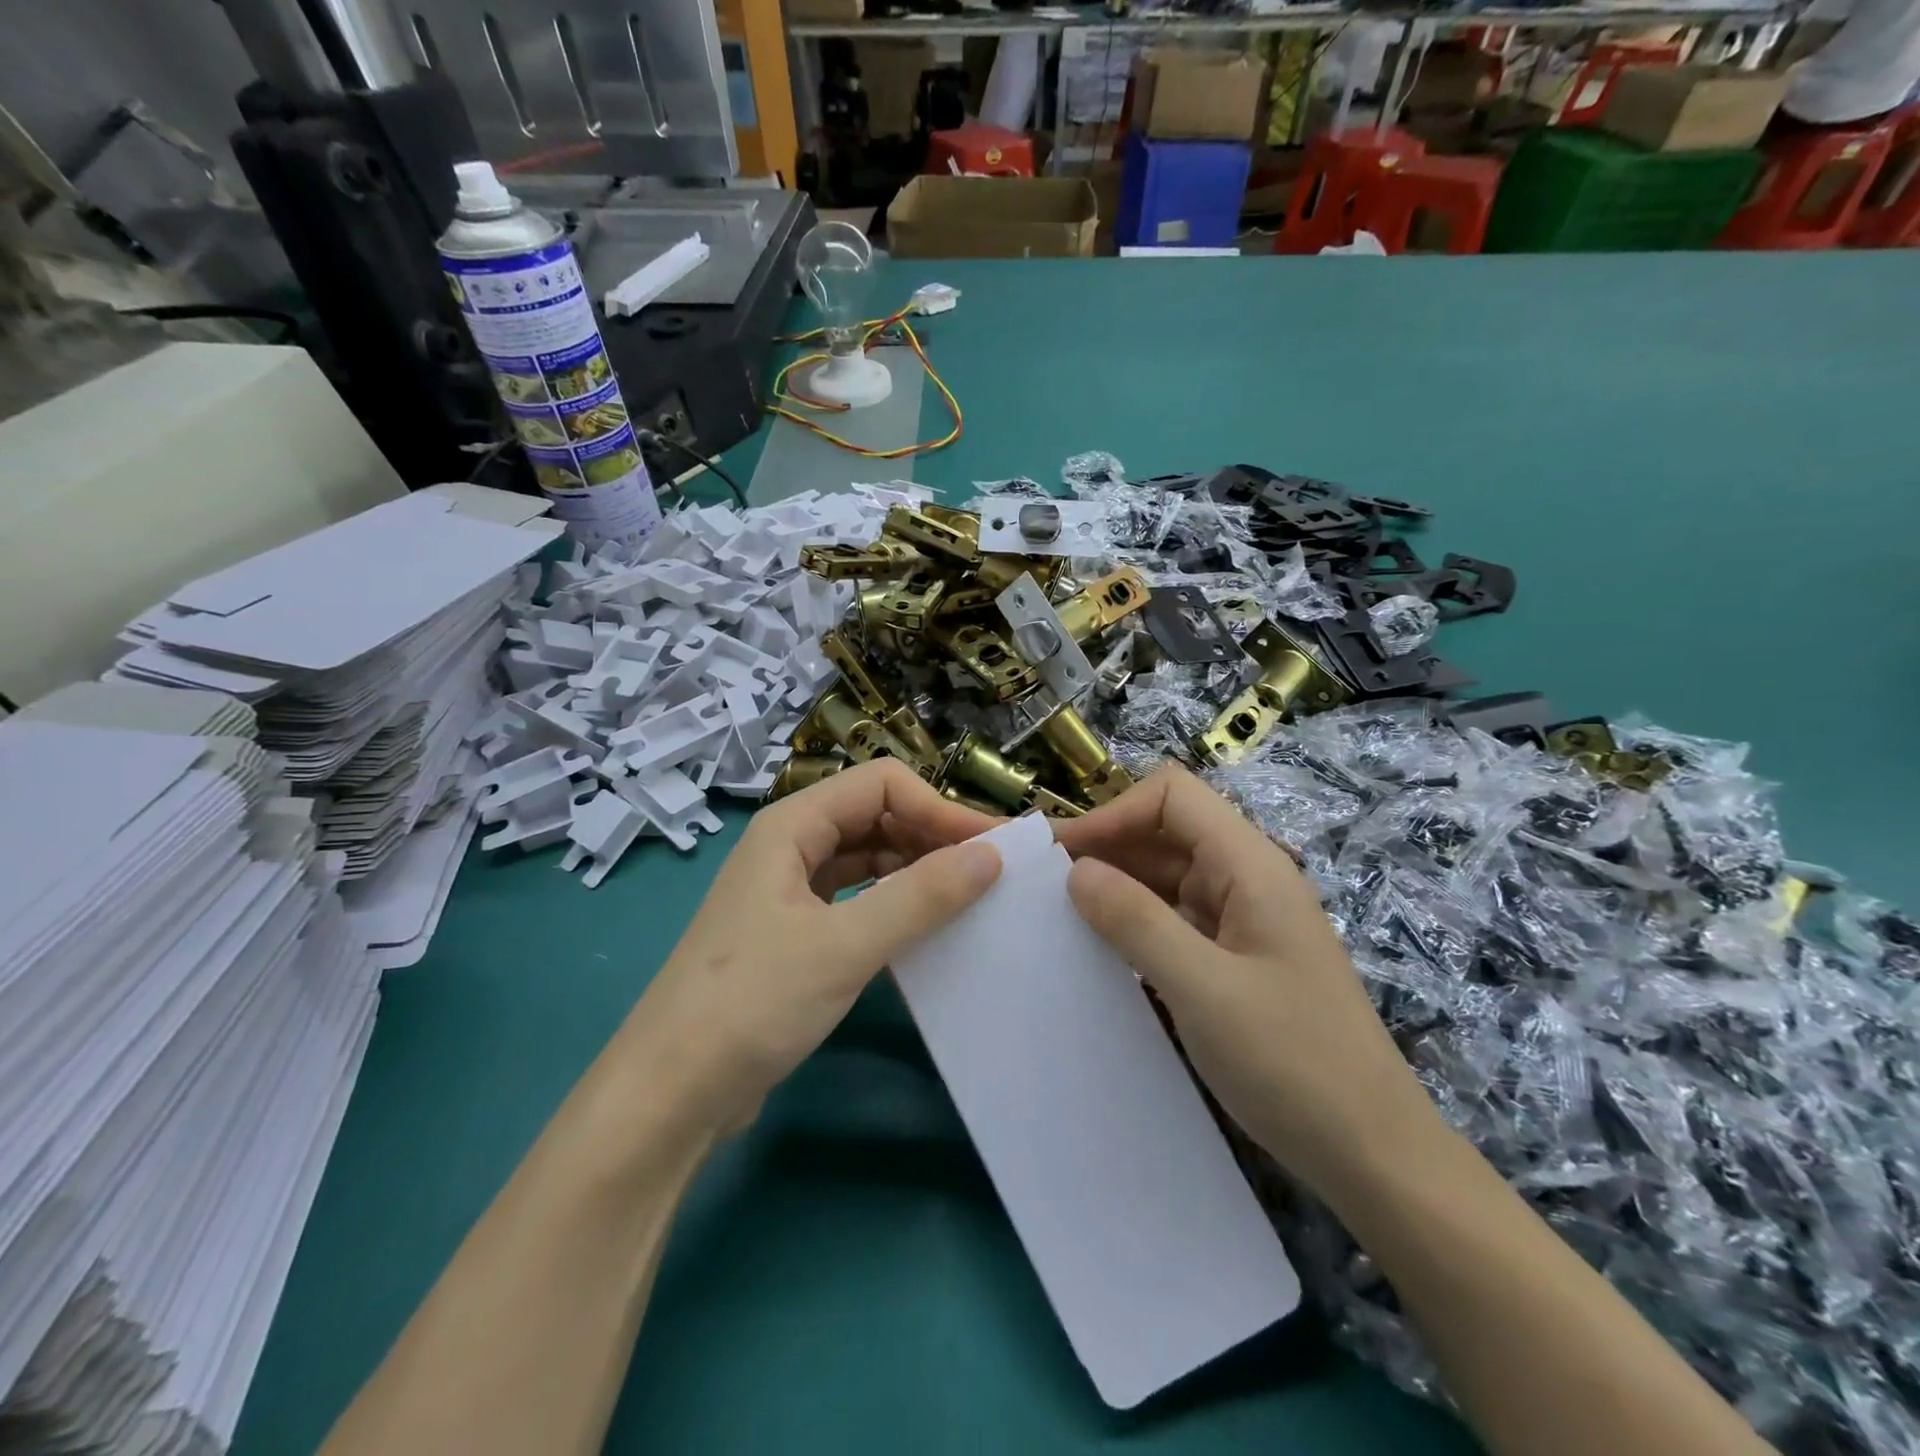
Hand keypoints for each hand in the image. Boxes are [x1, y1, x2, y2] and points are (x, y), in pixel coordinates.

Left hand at [624, 760, 1002, 1137]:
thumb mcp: (844, 946)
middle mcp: (789, 846)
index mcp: (791, 826)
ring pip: (866, 858)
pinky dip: (892, 903)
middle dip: (931, 836)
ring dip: (915, 870)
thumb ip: (920, 897)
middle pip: (874, 815)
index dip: (939, 807)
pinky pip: (855, 898)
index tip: (990, 849)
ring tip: (966, 898)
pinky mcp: (793, 933)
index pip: (881, 785)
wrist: (670, 1094)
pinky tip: (923, 928)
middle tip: (988, 874)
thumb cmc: (752, 1003)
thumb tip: (990, 856)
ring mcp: (788, 890)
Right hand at [1054, 763, 1438, 1202]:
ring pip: (1165, 877)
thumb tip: (1076, 871)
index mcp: (1249, 865)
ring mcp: (1242, 919)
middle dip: (1105, 849)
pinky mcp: (1235, 957)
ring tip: (1058, 917)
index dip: (1113, 813)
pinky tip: (1099, 951)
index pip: (1171, 796)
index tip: (1062, 857)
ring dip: (1115, 888)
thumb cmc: (1293, 1064)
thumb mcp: (1203, 989)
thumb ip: (1135, 921)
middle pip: (1165, 832)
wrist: (1373, 1154)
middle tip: (1042, 887)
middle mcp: (1246, 879)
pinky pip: (1174, 919)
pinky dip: (1134, 923)